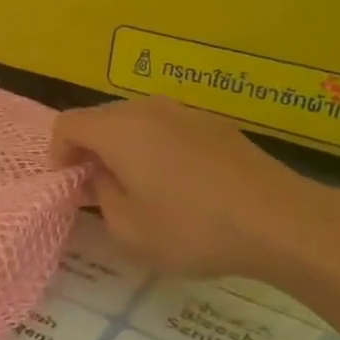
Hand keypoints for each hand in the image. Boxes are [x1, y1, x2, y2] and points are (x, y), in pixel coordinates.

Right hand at [52, 95, 338, 281]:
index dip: (58, 154)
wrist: (282, 221)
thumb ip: (101, 197)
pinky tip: (180, 186)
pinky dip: (157, 149)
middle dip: (90, 150)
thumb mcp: (128, 230)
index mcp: (118, 129)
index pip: (67, 124)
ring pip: (135, 122)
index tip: (71, 187)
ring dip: (124, 149)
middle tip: (99, 190)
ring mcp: (185, 112)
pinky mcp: (215, 125)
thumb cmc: (193, 228)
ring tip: (139, 188)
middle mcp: (147, 109)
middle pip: (100, 119)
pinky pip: (168, 129)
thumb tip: (102, 176)